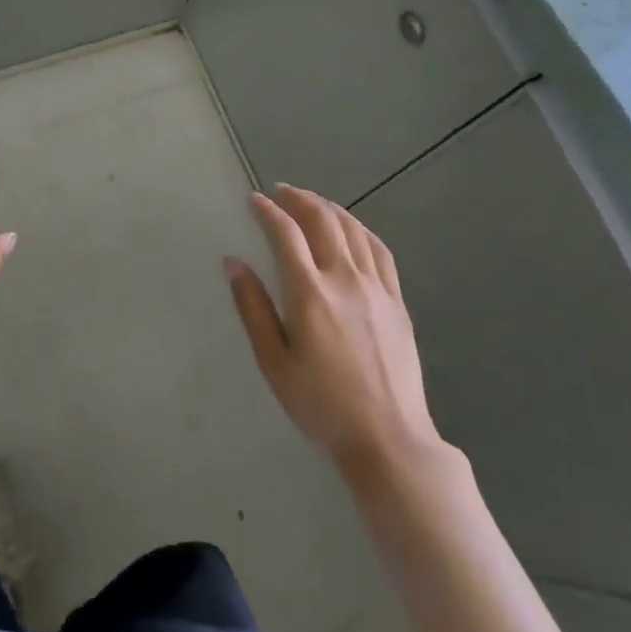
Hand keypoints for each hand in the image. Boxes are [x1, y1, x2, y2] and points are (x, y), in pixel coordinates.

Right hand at [227, 183, 440, 472]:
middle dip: (298, 199)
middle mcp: (344, 279)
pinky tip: (351, 228)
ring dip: (328, 207)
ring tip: (310, 202)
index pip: (285, 234)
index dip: (267, 211)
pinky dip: (360, 229)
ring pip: (352, 229)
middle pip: (322, 220)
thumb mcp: (273, 362)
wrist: (388, 439)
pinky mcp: (397, 300)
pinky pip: (379, 250)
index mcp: (310, 293)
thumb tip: (233, 262)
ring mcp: (376, 288)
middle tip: (280, 192)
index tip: (253, 200)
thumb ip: (252, 308)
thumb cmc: (321, 405)